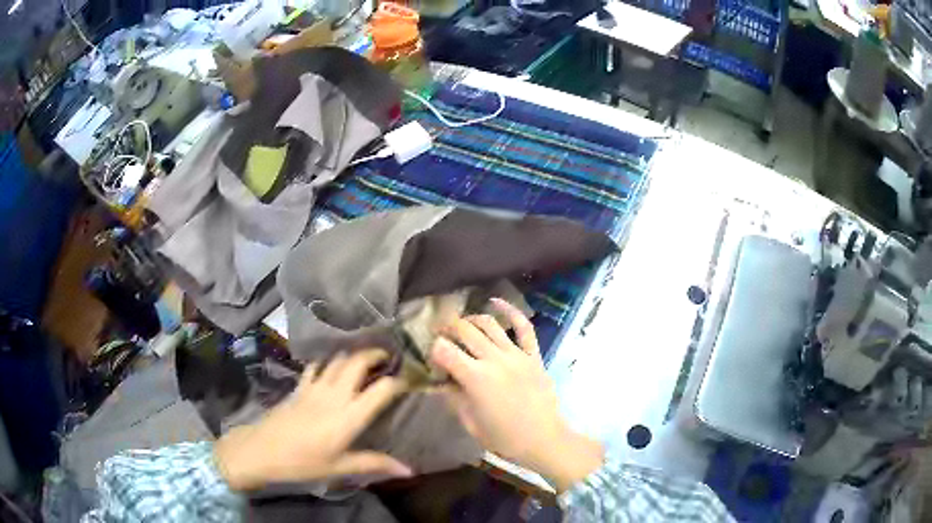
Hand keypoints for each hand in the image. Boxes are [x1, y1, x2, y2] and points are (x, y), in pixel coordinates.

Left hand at [214, 349, 411, 490]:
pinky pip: (317, 365)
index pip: (382, 389)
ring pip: (338, 359)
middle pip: (358, 362)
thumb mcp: (341, 467)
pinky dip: (328, 361)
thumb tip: (410, 470)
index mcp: (349, 416)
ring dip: (353, 354)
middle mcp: (335, 395)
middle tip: (388, 358)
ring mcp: (314, 387)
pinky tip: (332, 365)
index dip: (399, 381)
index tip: (410, 380)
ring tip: (365, 358)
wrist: (262, 450)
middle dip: (375, 354)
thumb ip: (375, 464)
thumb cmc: (304, 462)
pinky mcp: (299, 386)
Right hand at [431, 299, 603, 492]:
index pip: (444, 351)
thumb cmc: (504, 437)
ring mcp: (516, 355)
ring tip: (463, 324)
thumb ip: (453, 399)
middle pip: (465, 331)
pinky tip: (496, 302)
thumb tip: (440, 383)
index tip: (432, 358)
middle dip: (447, 328)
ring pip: (489, 324)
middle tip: (440, 334)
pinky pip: (524, 328)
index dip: (433, 350)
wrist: (543, 439)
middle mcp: (494, 360)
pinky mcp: (533, 355)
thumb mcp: (470, 423)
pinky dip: (511, 311)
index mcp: (475, 378)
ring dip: (471, 319)